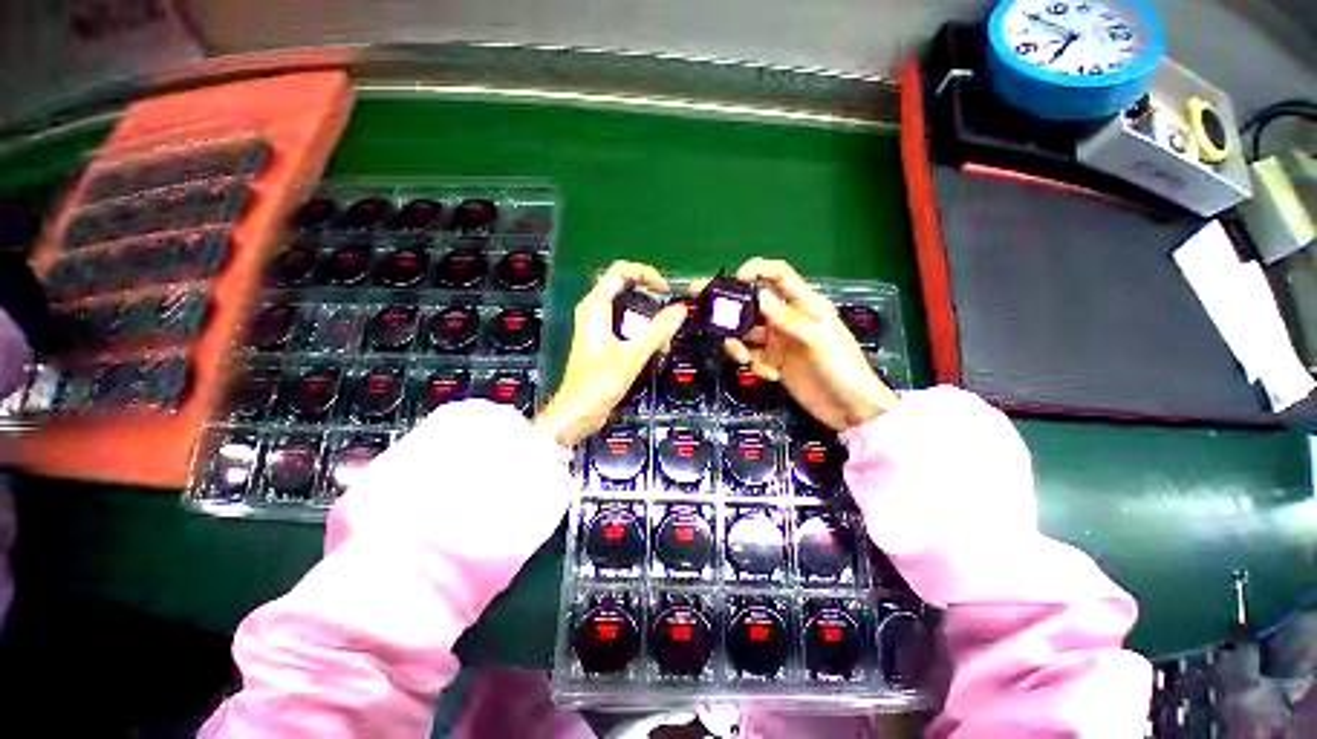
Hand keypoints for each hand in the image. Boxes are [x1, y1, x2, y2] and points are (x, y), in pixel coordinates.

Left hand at [535, 261, 686, 445]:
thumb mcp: (632, 356)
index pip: (620, 271)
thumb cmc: (598, 384)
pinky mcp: (606, 342)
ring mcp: (600, 327)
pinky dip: (644, 333)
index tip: (665, 290)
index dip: (646, 274)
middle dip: (651, 300)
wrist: (578, 412)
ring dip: (650, 320)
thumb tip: (680, 309)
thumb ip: (658, 331)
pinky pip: (629, 327)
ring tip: (665, 341)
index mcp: (594, 307)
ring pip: (630, 310)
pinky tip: (656, 350)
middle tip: (669, 316)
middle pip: (627, 289)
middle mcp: (595, 312)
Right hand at [723, 258, 899, 430]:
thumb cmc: (842, 367)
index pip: (778, 275)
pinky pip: (752, 358)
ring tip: (745, 359)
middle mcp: (786, 320)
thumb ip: (787, 318)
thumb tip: (759, 297)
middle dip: (730, 309)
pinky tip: (771, 376)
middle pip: (752, 305)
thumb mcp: (817, 339)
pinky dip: (754, 366)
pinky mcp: (773, 363)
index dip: (756, 270)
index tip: (735, 280)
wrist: (849, 409)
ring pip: (745, 334)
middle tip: (706, 314)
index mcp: (803, 305)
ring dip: (739, 345)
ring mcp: (778, 342)